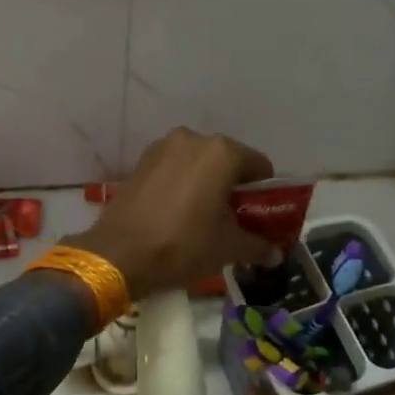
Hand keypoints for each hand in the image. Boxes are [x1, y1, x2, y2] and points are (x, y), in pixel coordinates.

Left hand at [65, 127, 280, 300]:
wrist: (118, 255)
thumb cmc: (183, 245)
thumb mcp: (228, 248)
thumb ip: (257, 246)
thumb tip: (275, 254)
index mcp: (222, 152)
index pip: (260, 167)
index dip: (265, 194)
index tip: (261, 218)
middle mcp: (194, 139)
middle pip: (228, 162)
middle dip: (234, 188)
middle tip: (235, 221)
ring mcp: (163, 147)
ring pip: (199, 164)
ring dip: (207, 185)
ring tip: (205, 218)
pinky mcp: (141, 162)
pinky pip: (174, 169)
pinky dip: (183, 184)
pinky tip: (179, 213)